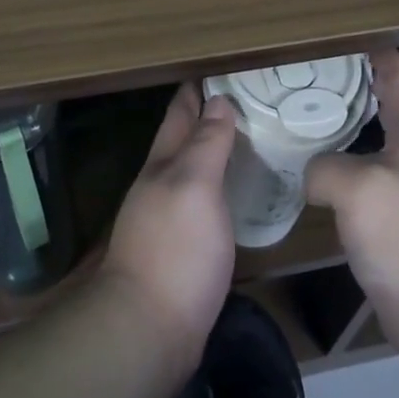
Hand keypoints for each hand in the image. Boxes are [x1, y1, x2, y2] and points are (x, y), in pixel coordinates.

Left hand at [98, 85, 236, 379]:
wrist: (149, 329)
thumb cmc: (175, 249)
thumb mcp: (193, 186)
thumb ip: (206, 144)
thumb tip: (218, 100)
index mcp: (163, 164)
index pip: (180, 113)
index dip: (197, 90)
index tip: (221, 68)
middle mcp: (162, 185)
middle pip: (183, 140)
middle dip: (206, 115)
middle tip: (246, 97)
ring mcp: (169, 218)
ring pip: (194, 171)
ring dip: (214, 151)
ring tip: (248, 137)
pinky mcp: (183, 248)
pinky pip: (205, 202)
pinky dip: (221, 187)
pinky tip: (239, 192)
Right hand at [306, 48, 398, 344]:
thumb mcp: (356, 187)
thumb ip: (324, 166)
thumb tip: (315, 173)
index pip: (398, 71)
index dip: (368, 50)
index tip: (328, 41)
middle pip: (387, 100)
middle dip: (348, 85)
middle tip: (303, 79)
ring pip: (376, 137)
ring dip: (345, 125)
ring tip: (303, 118)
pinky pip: (370, 172)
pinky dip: (345, 162)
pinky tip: (317, 171)